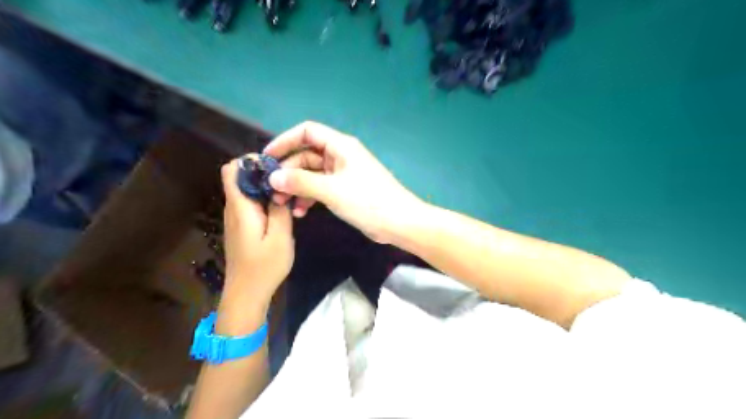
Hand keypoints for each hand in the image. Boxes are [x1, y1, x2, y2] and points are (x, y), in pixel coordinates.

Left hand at [219, 157, 293, 317]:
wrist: (247, 293)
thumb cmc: (264, 266)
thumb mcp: (280, 237)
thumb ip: (281, 209)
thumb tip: (280, 186)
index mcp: (240, 207)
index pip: (233, 169)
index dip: (251, 160)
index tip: (276, 165)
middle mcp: (234, 208)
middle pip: (242, 177)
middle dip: (265, 172)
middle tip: (290, 180)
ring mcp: (237, 218)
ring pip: (248, 190)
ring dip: (267, 187)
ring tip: (290, 194)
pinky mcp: (243, 226)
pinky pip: (252, 203)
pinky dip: (266, 200)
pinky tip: (283, 210)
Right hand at [265, 122, 421, 242]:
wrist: (398, 222)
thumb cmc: (368, 201)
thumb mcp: (331, 190)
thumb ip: (301, 182)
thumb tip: (273, 177)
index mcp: (340, 146)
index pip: (307, 132)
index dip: (285, 140)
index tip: (268, 157)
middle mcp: (341, 156)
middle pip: (307, 155)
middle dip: (288, 172)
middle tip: (272, 190)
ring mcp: (343, 174)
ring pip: (312, 174)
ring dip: (297, 187)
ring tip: (283, 204)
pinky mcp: (345, 190)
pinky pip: (321, 188)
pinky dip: (309, 197)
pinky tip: (300, 211)